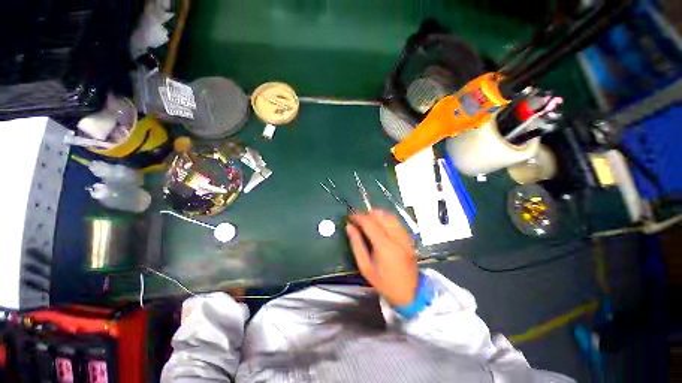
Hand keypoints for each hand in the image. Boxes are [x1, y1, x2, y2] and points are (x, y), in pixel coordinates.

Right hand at [346, 209, 417, 305]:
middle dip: (367, 213)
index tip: (350, 216)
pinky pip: (396, 222)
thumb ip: (356, 244)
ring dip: (377, 214)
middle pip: (381, 216)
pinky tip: (379, 222)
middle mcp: (397, 238)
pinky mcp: (409, 238)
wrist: (409, 293)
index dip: (358, 217)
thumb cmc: (384, 283)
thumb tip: (349, 227)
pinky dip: (386, 218)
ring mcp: (405, 237)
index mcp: (385, 247)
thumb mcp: (365, 267)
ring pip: (390, 216)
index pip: (370, 223)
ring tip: (366, 218)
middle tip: (357, 217)